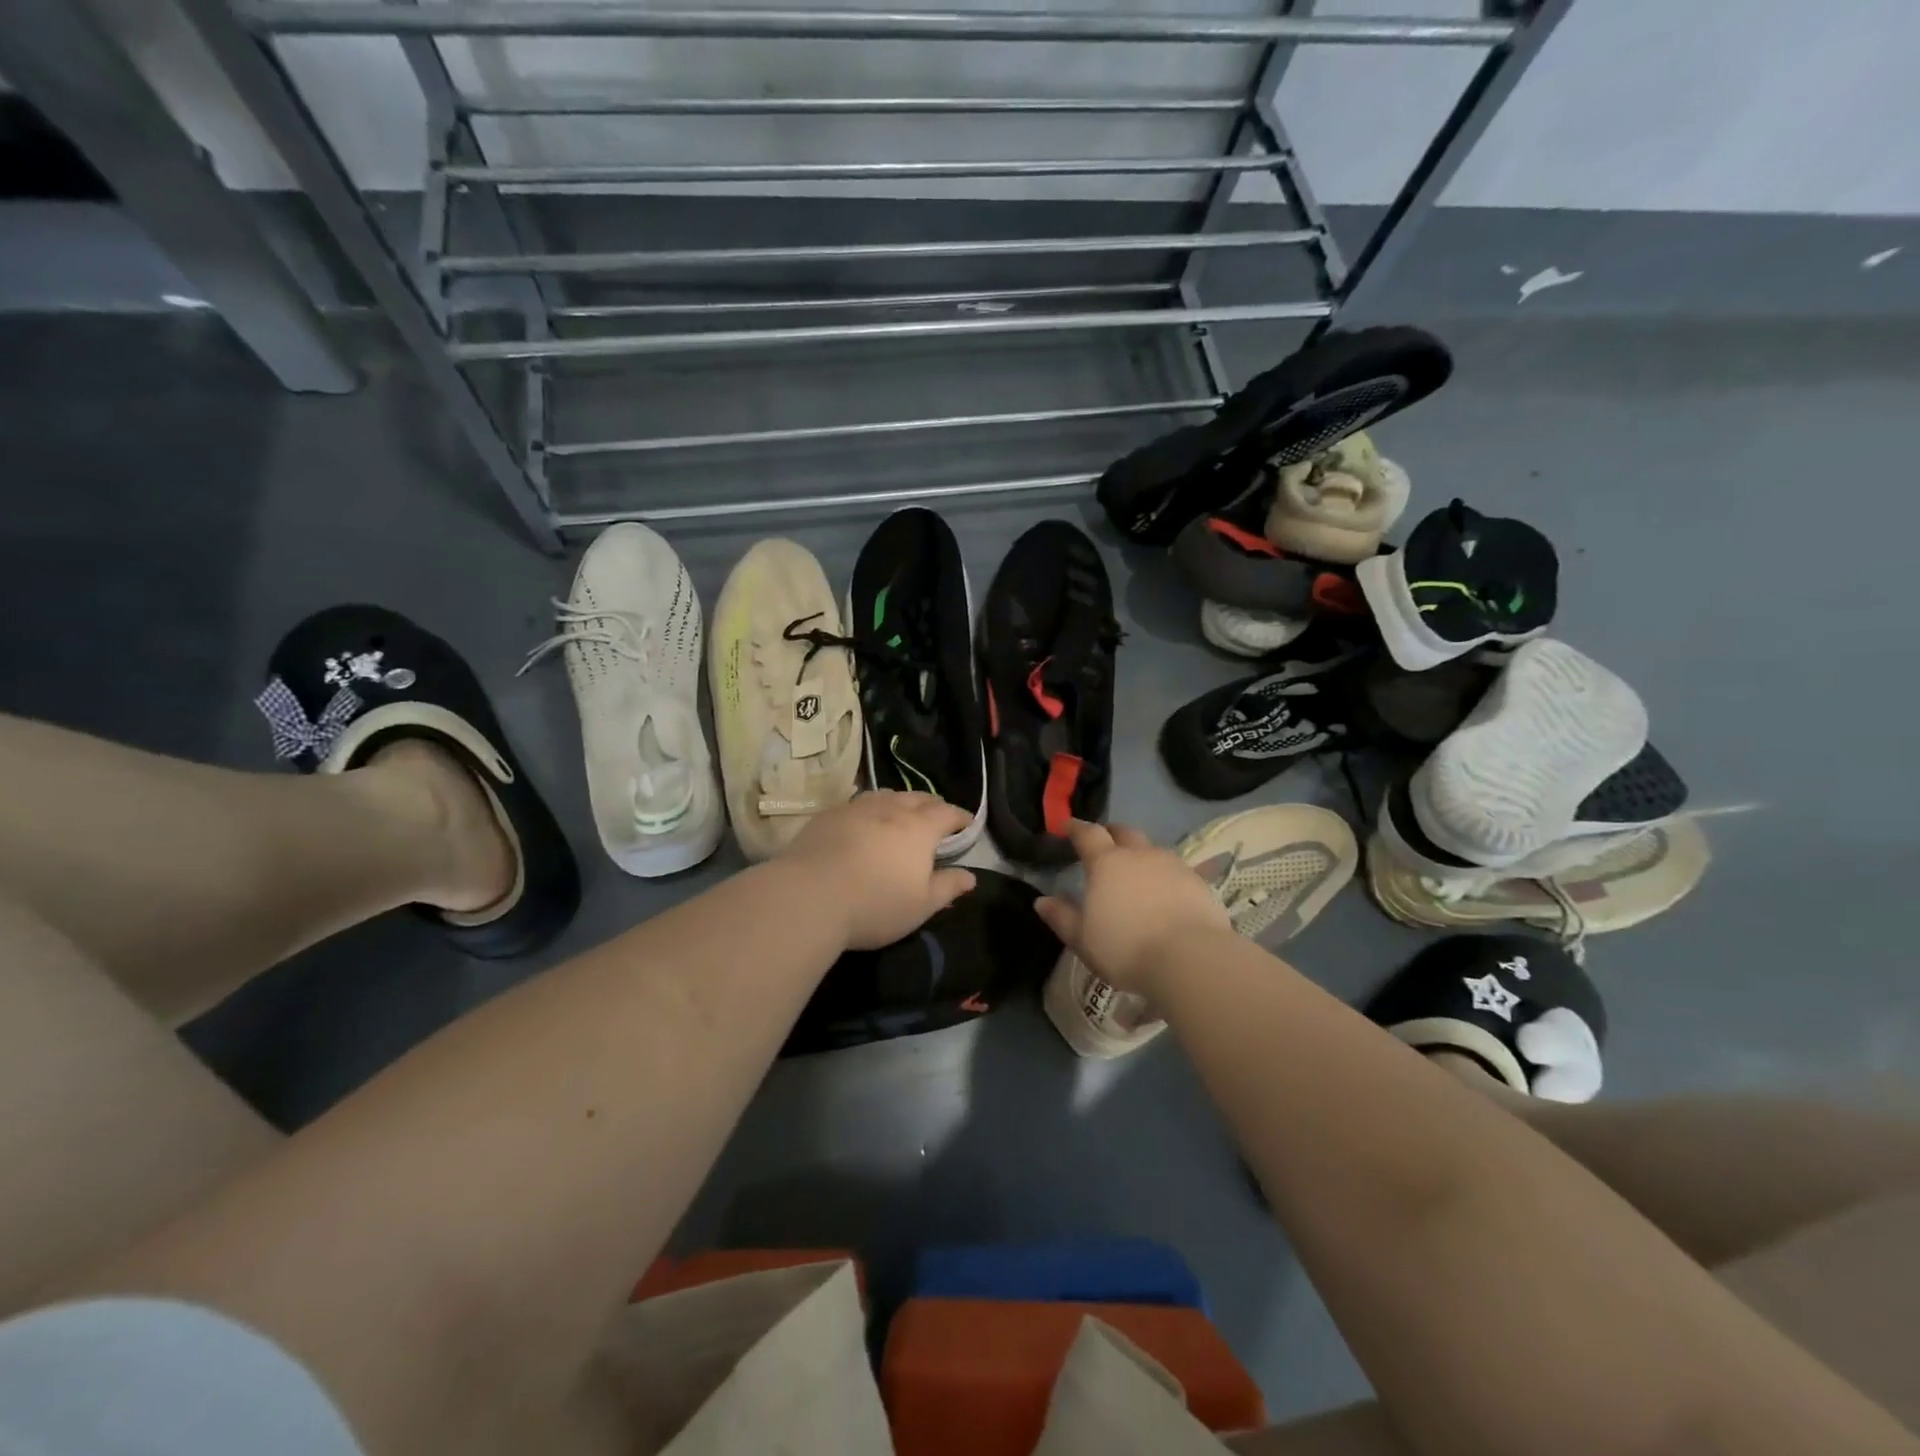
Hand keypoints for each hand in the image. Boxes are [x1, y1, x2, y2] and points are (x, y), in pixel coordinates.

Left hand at [780, 791, 975, 949]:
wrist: (809, 896)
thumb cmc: (875, 905)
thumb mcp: (921, 905)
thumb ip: (948, 887)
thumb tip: (971, 876)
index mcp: (919, 828)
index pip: (947, 813)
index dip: (960, 817)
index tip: (967, 823)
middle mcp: (891, 809)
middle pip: (918, 798)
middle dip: (932, 804)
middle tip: (937, 815)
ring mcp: (857, 808)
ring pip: (886, 795)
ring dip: (901, 801)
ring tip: (902, 811)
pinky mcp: (829, 815)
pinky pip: (858, 803)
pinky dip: (871, 807)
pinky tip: (865, 819)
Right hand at [1034, 820, 1229, 997]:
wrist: (1190, 959)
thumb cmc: (1127, 948)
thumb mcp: (1083, 940)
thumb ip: (1062, 917)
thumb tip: (1041, 901)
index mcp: (1106, 863)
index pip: (1088, 834)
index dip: (1076, 828)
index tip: (1068, 826)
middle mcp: (1140, 855)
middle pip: (1124, 832)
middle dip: (1111, 833)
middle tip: (1104, 842)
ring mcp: (1172, 865)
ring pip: (1152, 849)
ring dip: (1141, 854)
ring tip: (1136, 871)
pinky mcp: (1198, 882)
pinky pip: (1176, 869)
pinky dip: (1166, 875)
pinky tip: (1166, 892)